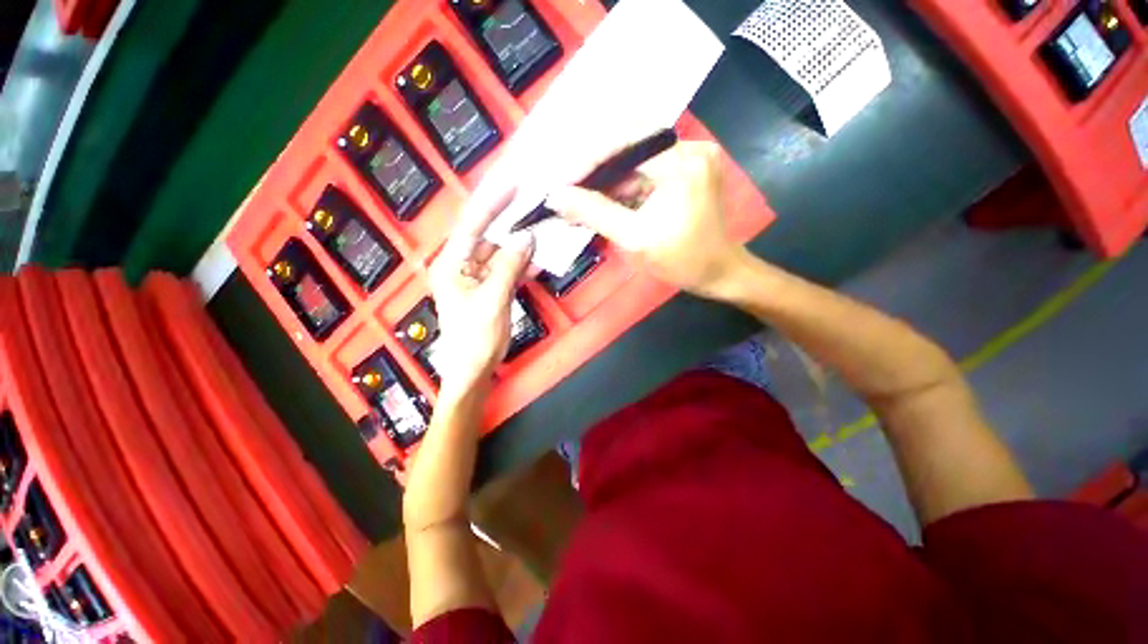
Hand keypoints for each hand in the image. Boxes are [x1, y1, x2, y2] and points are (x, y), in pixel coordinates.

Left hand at [429, 197, 534, 391]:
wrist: (475, 369)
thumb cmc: (475, 338)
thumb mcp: (492, 300)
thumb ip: (508, 267)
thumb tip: (527, 237)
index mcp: (451, 265)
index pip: (471, 226)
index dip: (491, 205)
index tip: (512, 185)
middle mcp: (462, 266)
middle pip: (489, 237)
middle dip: (512, 225)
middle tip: (536, 207)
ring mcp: (479, 277)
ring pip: (502, 253)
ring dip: (521, 246)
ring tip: (543, 230)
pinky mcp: (492, 288)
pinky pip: (508, 269)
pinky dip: (523, 265)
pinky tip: (539, 259)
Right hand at [544, 141, 744, 298]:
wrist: (719, 272)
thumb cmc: (682, 261)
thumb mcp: (635, 239)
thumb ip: (594, 213)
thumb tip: (556, 197)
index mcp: (682, 163)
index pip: (625, 142)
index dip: (588, 160)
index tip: (561, 182)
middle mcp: (690, 146)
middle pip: (629, 142)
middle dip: (595, 167)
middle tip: (568, 188)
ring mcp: (692, 154)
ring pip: (636, 156)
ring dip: (607, 178)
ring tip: (581, 199)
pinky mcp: (689, 166)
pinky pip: (647, 168)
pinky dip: (624, 184)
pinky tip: (605, 201)